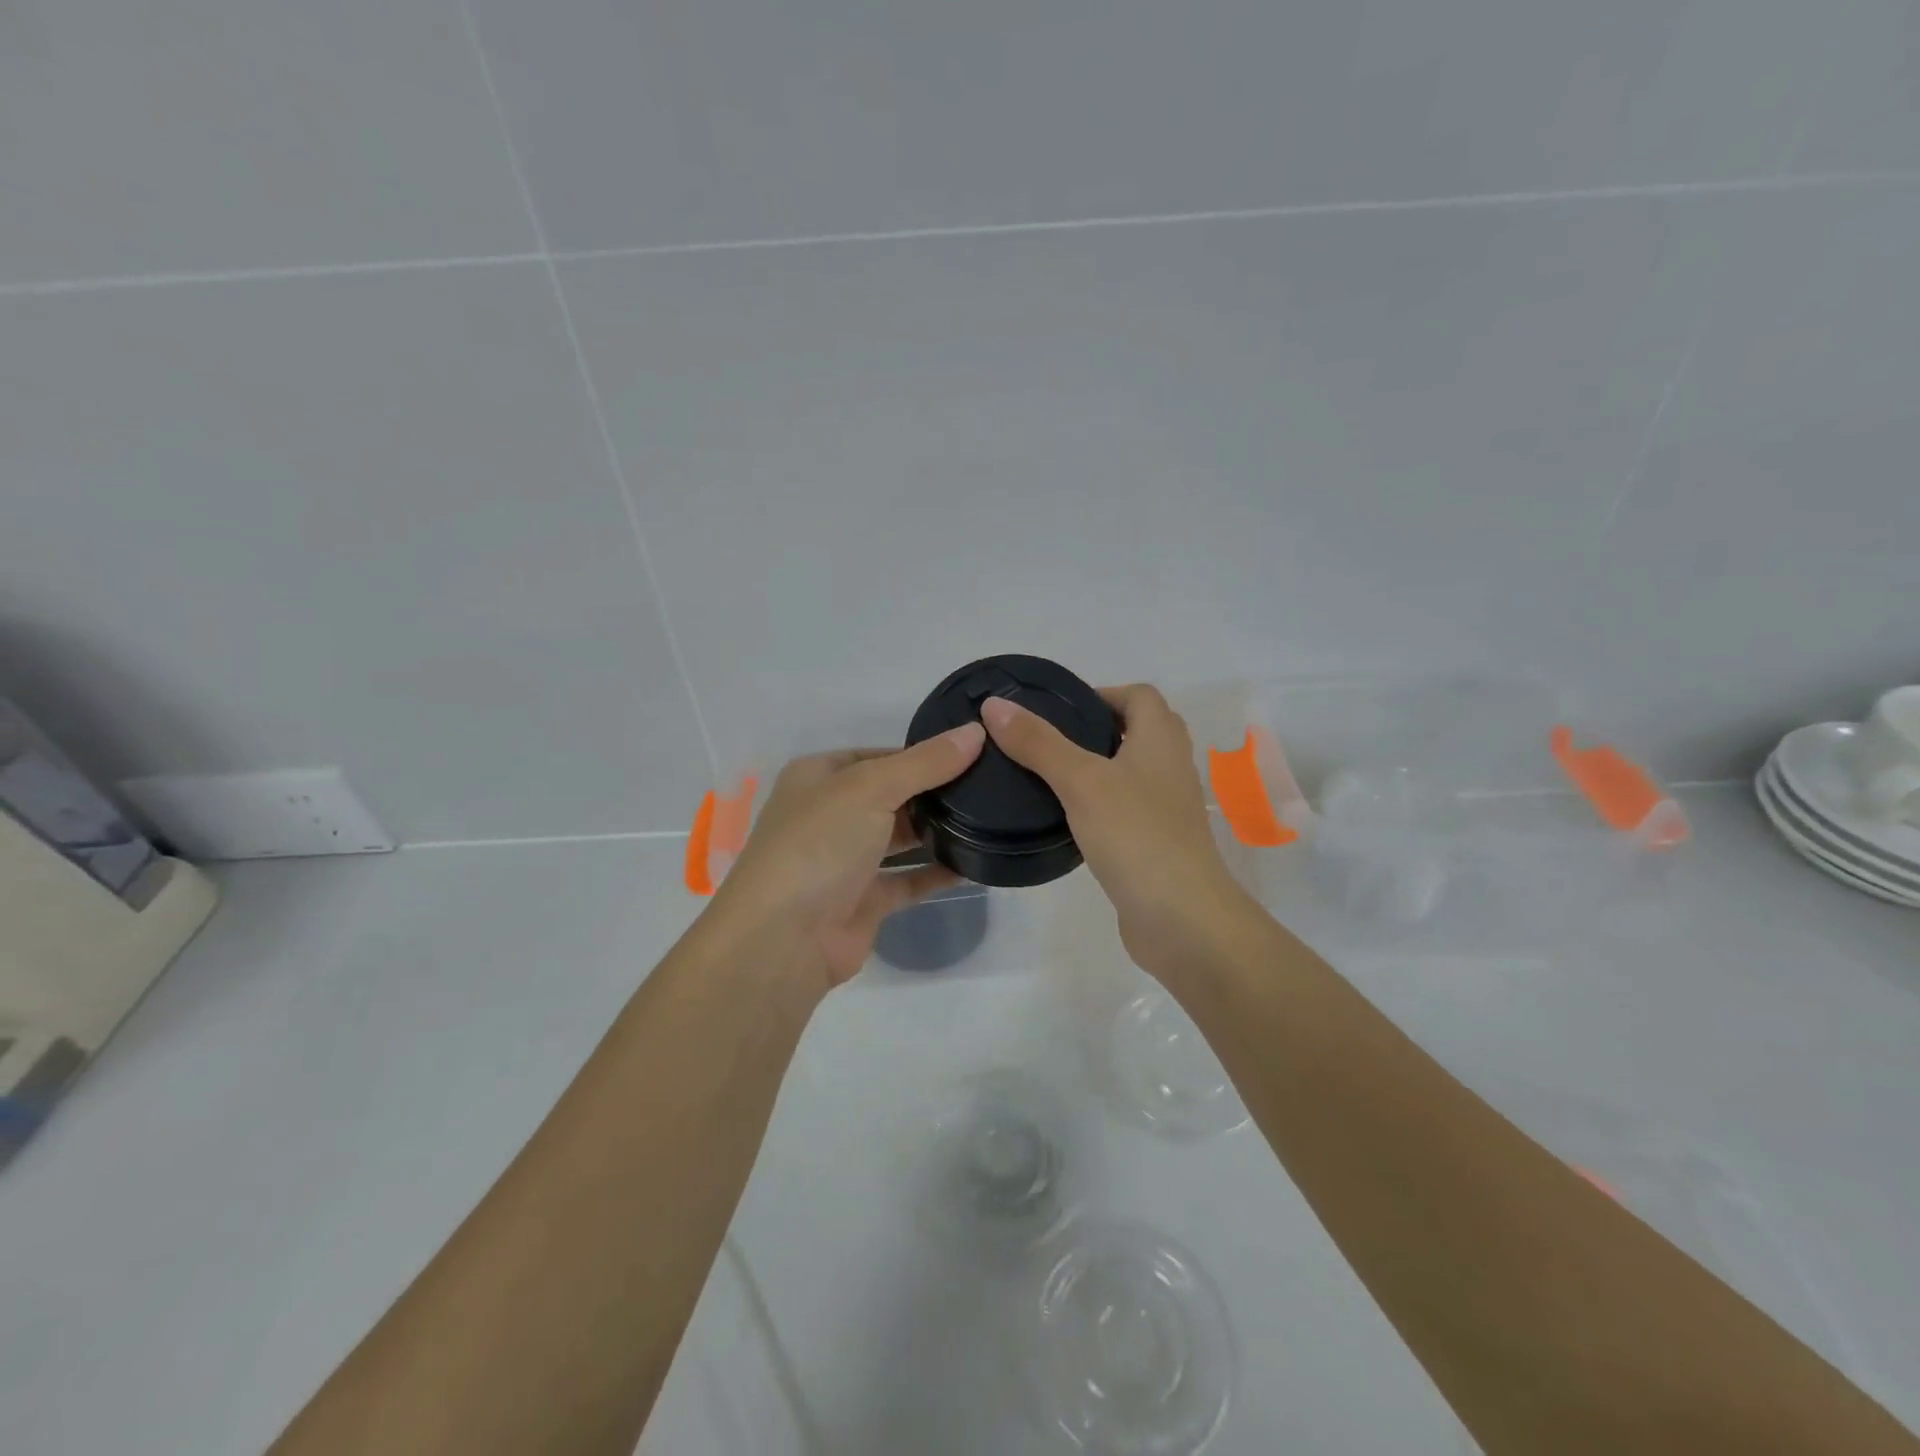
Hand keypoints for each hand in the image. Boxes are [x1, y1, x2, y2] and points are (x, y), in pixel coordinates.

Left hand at [704, 723, 986, 995]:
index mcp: (818, 777)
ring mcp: (846, 860)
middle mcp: (829, 815)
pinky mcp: (864, 900)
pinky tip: (975, 864)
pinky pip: (908, 880)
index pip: (877, 756)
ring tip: (989, 818)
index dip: (920, 753)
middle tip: (988, 785)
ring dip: (937, 831)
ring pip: (899, 838)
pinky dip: (937, 873)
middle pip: (891, 795)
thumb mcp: (871, 787)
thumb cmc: (819, 843)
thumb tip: (975, 732)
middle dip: (933, 792)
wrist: (784, 939)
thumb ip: (926, 762)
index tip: (969, 752)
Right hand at [980, 685, 1250, 976]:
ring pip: (1130, 772)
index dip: (1102, 693)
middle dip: (1095, 729)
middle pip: (1138, 730)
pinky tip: (1067, 820)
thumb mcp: (1081, 781)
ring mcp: (1167, 809)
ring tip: (1048, 776)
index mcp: (1161, 740)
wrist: (1182, 919)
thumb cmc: (1136, 837)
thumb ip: (1038, 743)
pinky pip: (1126, 810)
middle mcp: (1170, 767)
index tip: (1058, 709)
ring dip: (1096, 768)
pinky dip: (1100, 805)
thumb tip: (995, 705)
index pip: (1139, 695)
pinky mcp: (1156, 844)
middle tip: (1047, 741)